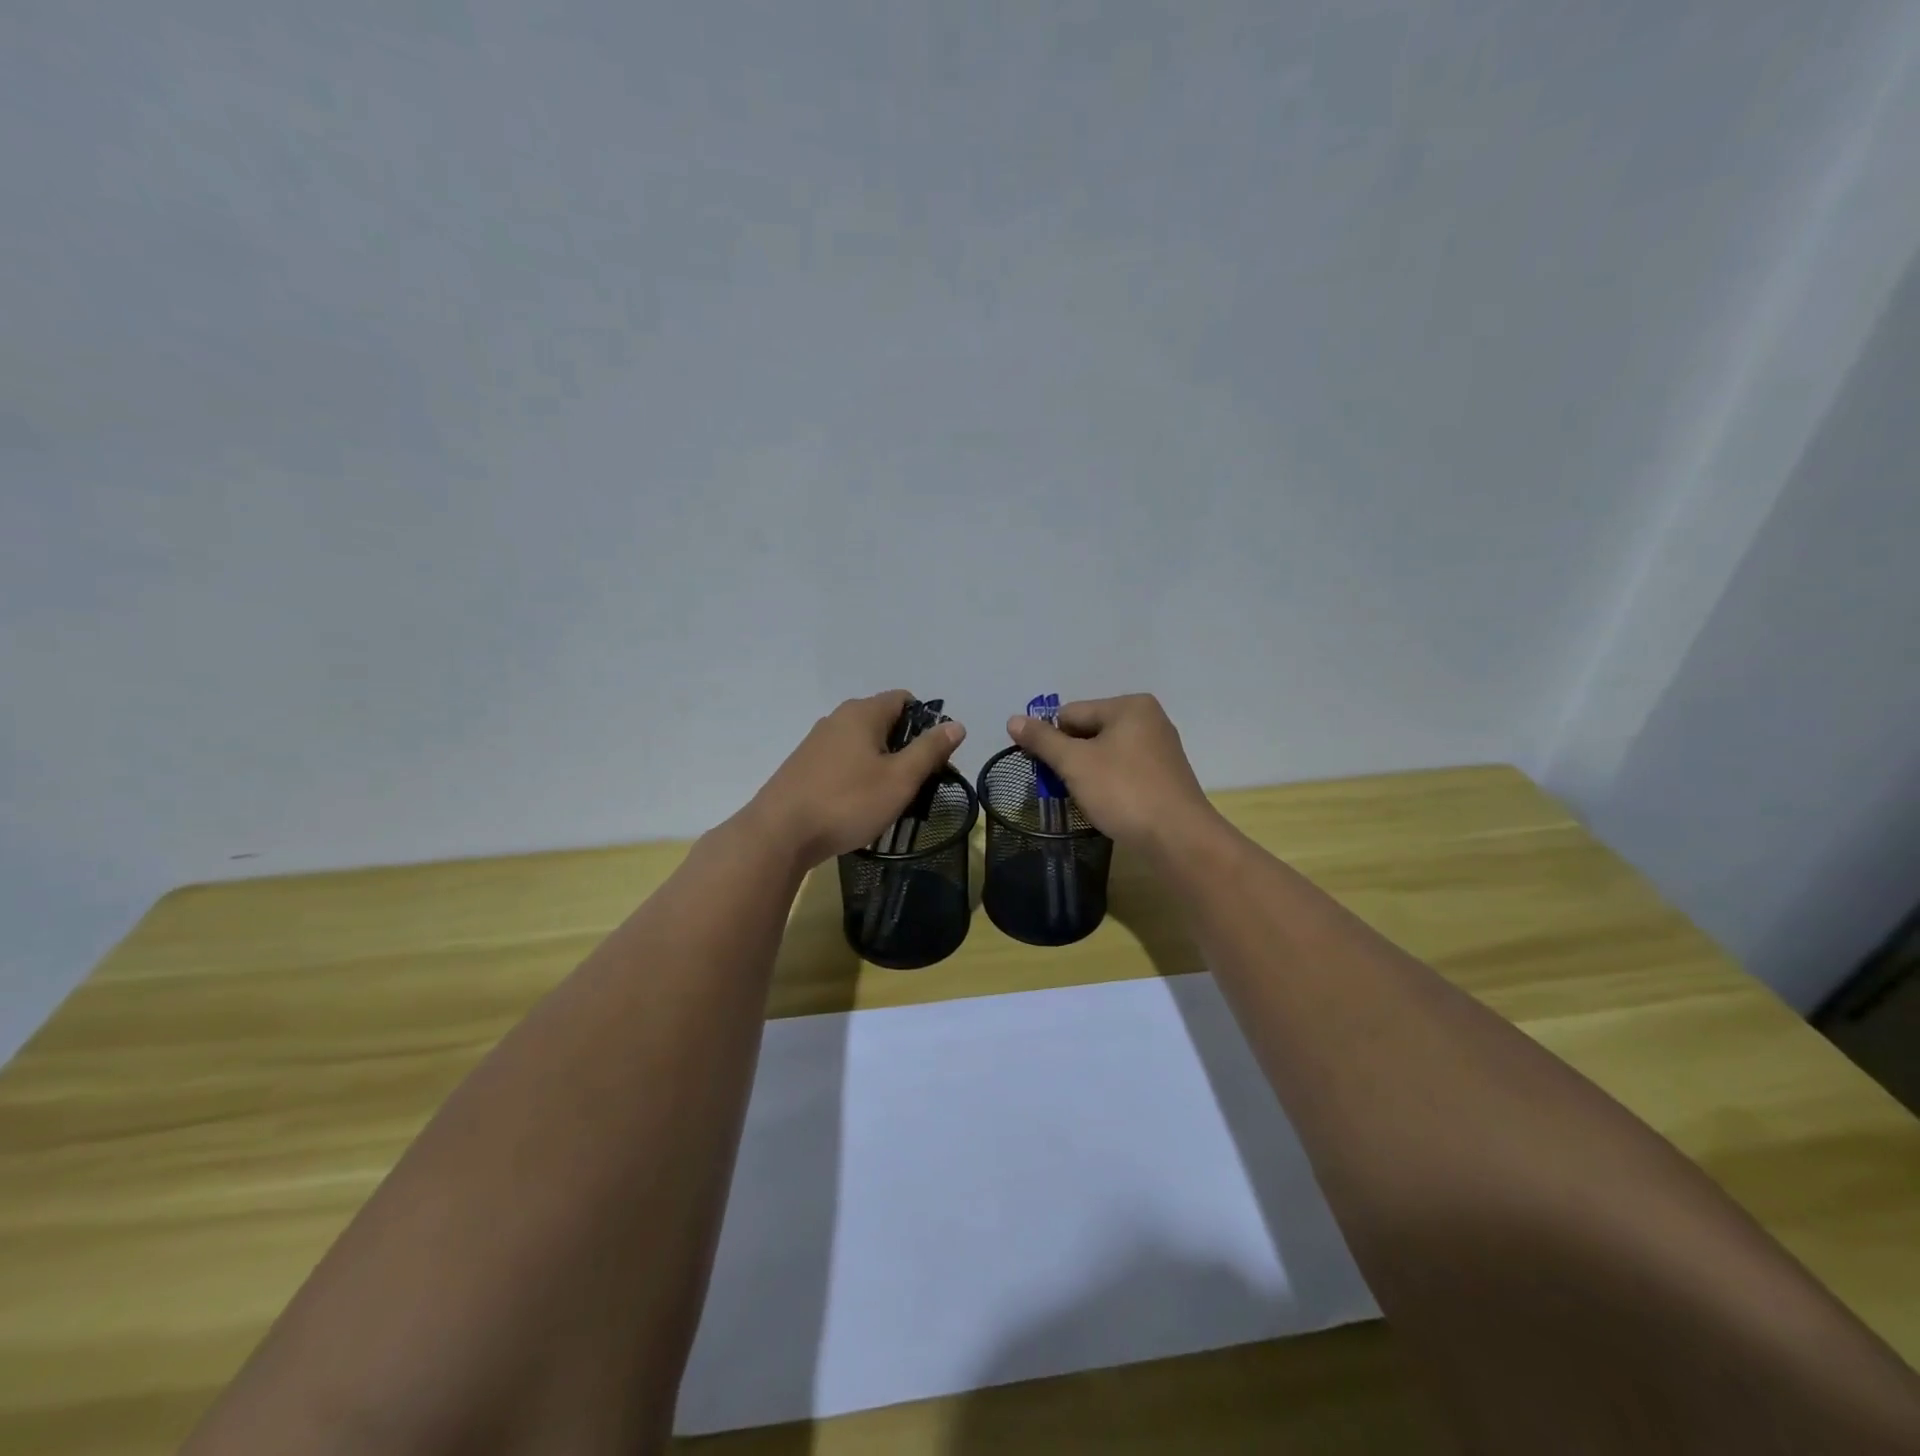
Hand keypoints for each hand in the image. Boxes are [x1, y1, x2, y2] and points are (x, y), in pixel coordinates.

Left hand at [748, 691, 966, 867]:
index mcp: (862, 713)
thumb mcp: (900, 779)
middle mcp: (837, 719)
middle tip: (918, 783)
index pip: (904, 699)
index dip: (926, 722)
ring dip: (883, 766)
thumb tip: (956, 725)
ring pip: (863, 745)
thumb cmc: (847, 802)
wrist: (779, 834)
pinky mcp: (804, 767)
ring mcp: (816, 742)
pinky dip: (859, 777)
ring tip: (892, 799)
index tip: (935, 756)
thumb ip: (930, 750)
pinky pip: (843, 762)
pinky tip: (860, 806)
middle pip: (884, 722)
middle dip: (906, 748)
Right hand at [1006, 694, 1219, 854]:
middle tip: (1062, 787)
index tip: (1042, 770)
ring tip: (1083, 798)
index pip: (1071, 713)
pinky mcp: (1164, 776)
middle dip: (1071, 757)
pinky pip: (1123, 770)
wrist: (1178, 839)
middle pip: (1088, 731)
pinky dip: (1108, 783)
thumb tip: (1013, 719)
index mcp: (1129, 706)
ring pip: (1105, 753)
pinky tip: (1106, 804)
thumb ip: (1043, 740)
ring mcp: (1159, 748)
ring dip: (1087, 773)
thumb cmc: (1124, 792)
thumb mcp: (1075, 763)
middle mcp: (1148, 719)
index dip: (1051, 740)